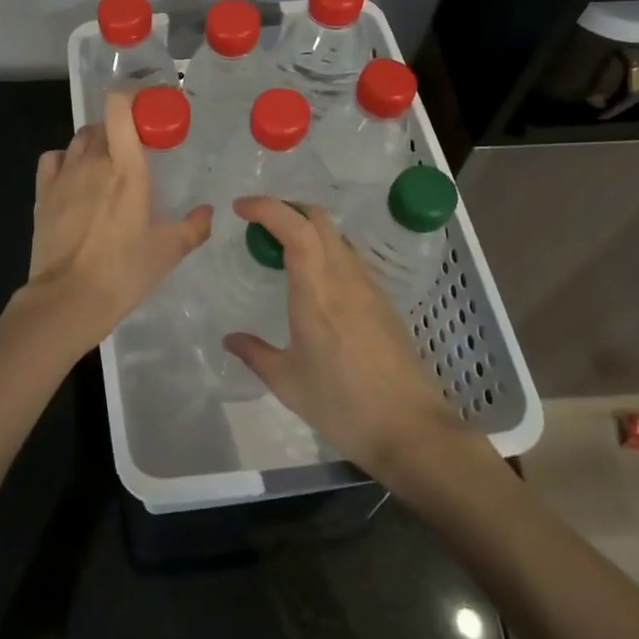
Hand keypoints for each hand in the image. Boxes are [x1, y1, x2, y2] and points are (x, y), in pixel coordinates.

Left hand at [22, 91, 211, 348]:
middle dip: (120, 129)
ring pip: (79, 139)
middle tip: (136, 151)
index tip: (148, 108)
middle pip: (103, 125)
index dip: (132, 97)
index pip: (120, 109)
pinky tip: (75, 177)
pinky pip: (53, 159)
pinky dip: (65, 159)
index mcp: (126, 169)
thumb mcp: (168, 251)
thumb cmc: (124, 272)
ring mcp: (64, 176)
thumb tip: (208, 212)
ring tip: (107, 166)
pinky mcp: (43, 193)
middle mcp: (93, 162)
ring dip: (95, 143)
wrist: (68, 300)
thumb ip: (194, 227)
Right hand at [223, 196, 471, 476]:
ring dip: (308, 230)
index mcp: (317, 293)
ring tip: (281, 252)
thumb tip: (230, 339)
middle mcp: (345, 279)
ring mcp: (369, 289)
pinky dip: (325, 252)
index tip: (240, 209)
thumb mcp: (287, 382)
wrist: (409, 429)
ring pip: (337, 237)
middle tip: (258, 226)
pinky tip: (314, 282)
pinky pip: (349, 260)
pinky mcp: (384, 303)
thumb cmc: (341, 405)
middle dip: (286, 210)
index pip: (295, 229)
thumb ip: (255, 353)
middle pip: (319, 221)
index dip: (267, 208)